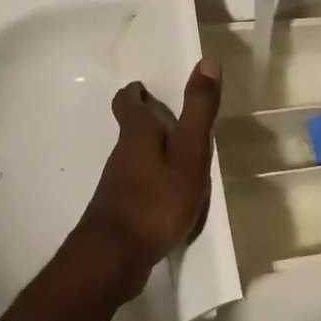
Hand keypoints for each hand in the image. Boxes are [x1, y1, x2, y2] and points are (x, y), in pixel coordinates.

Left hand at [79, 61, 221, 298]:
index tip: (146, 89)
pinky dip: (151, 181)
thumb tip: (207, 61)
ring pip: (133, 158)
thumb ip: (198, 110)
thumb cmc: (157, 200)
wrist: (113, 259)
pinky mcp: (118, 211)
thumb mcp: (189, 153)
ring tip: (178, 159)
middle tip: (172, 121)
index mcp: (137, 134)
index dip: (135, 93)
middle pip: (130, 129)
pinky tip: (167, 197)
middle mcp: (121, 154)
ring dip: (152, 152)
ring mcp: (116, 184)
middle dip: (148, 121)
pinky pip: (136, 185)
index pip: (127, 102)